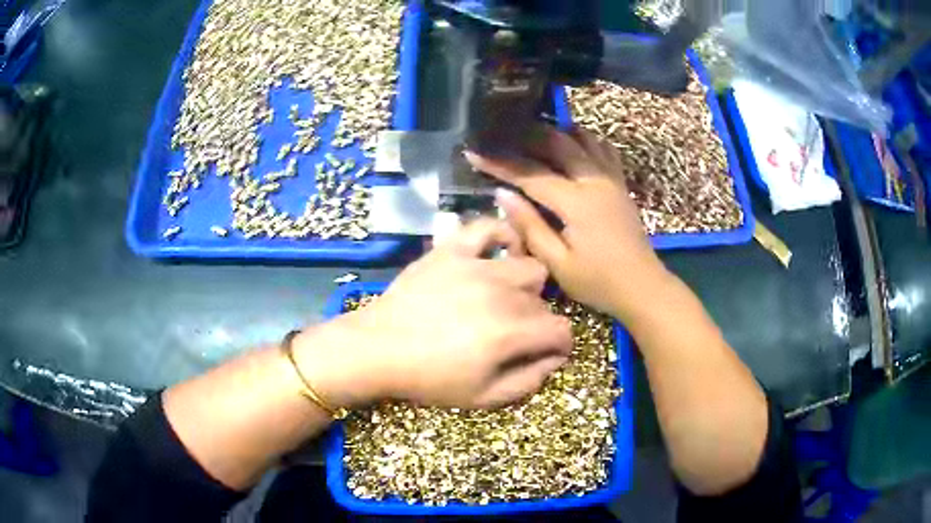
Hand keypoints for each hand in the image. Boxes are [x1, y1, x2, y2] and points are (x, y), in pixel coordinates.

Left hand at [294, 219, 572, 409]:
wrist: (377, 349)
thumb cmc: (429, 379)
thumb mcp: (483, 397)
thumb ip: (528, 381)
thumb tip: (554, 360)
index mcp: (510, 333)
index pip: (562, 331)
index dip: (560, 345)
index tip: (546, 353)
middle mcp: (502, 294)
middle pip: (544, 302)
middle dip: (537, 322)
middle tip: (513, 334)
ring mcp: (476, 266)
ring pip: (528, 266)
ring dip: (526, 286)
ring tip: (506, 297)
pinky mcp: (452, 250)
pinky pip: (487, 228)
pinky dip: (501, 237)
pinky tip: (498, 254)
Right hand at [464, 127, 669, 322]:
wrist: (642, 286)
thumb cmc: (598, 281)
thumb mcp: (558, 264)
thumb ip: (530, 226)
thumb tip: (503, 195)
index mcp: (577, 202)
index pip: (531, 174)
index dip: (500, 162)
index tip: (474, 151)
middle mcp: (594, 180)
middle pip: (557, 142)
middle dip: (526, 134)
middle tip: (500, 134)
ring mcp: (611, 178)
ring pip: (582, 138)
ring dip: (555, 131)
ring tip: (531, 134)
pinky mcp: (619, 183)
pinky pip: (602, 148)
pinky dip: (583, 139)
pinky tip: (570, 144)